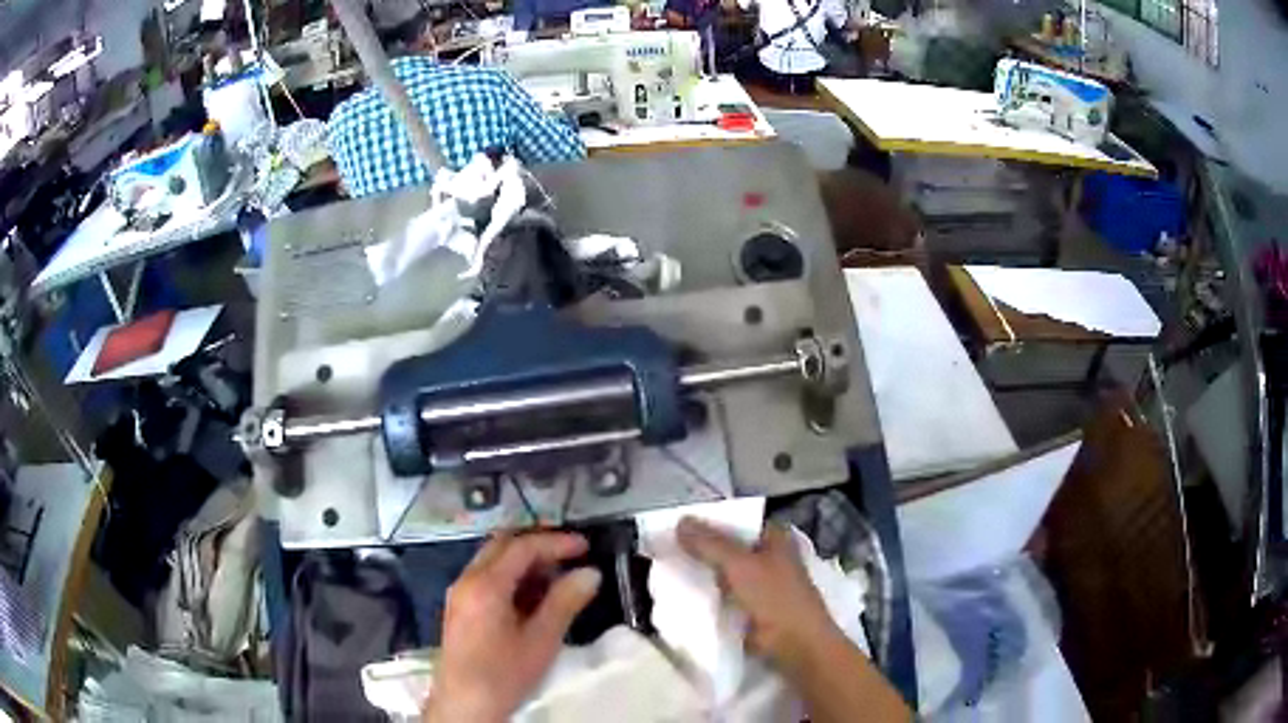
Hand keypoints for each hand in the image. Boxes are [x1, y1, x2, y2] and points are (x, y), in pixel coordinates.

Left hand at [423, 532, 601, 722]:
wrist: (463, 705)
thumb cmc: (504, 674)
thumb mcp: (541, 640)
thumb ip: (565, 602)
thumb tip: (591, 573)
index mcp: (485, 584)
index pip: (522, 547)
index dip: (556, 542)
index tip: (586, 546)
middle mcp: (467, 579)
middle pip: (502, 545)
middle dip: (538, 545)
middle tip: (571, 556)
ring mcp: (459, 593)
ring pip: (492, 560)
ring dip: (524, 562)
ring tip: (557, 577)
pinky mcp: (459, 608)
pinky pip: (486, 577)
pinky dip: (511, 577)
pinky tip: (533, 597)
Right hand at [676, 518, 841, 672]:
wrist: (795, 645)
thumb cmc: (775, 598)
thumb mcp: (740, 565)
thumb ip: (709, 544)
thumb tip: (680, 521)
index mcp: (774, 537)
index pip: (737, 520)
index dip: (709, 521)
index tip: (677, 524)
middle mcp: (770, 555)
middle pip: (729, 546)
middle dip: (702, 548)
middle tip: (665, 546)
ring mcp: (762, 583)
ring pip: (725, 571)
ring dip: (703, 572)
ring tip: (667, 567)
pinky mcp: (753, 607)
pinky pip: (725, 594)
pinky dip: (708, 593)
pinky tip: (682, 592)